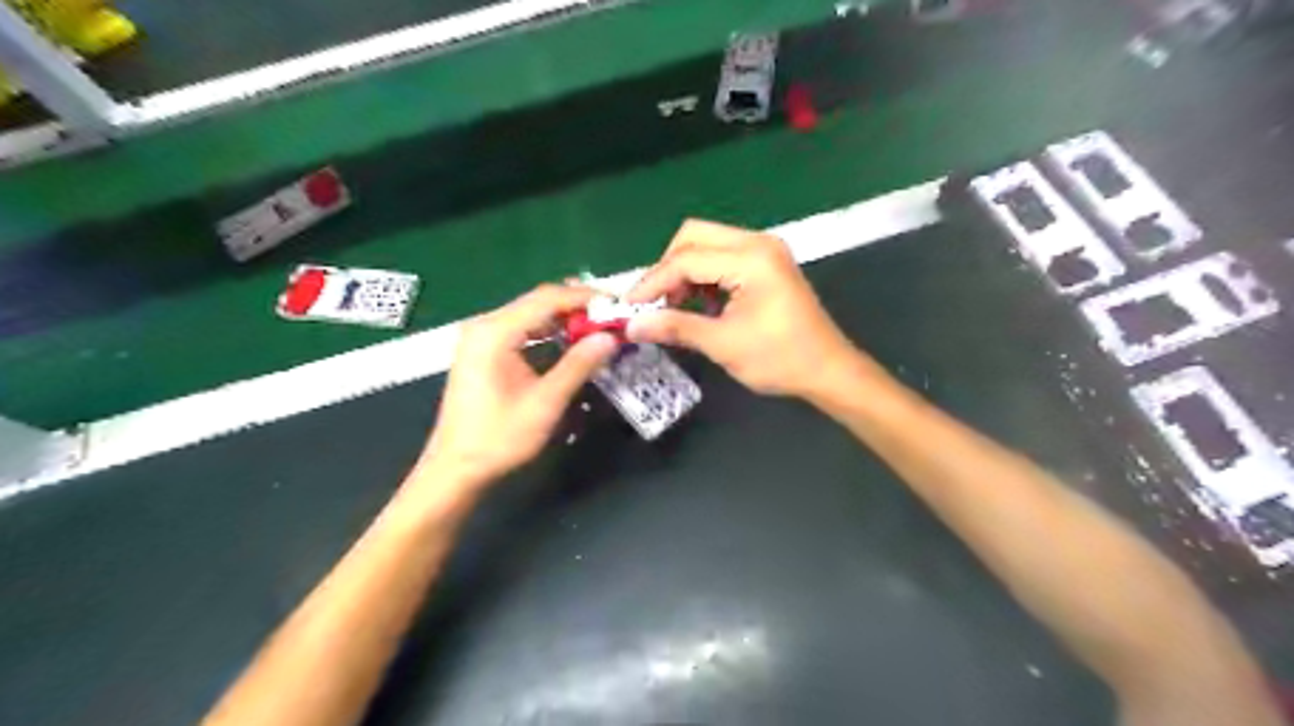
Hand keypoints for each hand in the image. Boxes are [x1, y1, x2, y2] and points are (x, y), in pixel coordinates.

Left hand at [414, 283, 615, 493]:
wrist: (456, 469)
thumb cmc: (499, 438)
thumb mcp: (546, 402)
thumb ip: (578, 365)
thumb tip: (610, 337)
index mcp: (495, 332)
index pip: (547, 299)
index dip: (585, 298)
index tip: (618, 306)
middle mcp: (485, 325)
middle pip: (538, 301)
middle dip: (577, 307)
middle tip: (612, 317)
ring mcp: (481, 338)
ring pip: (530, 315)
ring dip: (564, 319)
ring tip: (598, 328)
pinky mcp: (483, 352)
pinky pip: (521, 330)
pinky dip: (548, 332)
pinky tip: (569, 341)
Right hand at [626, 220, 878, 402]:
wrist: (828, 370)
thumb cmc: (779, 359)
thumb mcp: (723, 344)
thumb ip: (676, 328)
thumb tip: (631, 326)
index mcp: (750, 259)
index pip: (686, 259)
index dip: (653, 283)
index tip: (629, 307)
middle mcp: (757, 243)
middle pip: (694, 236)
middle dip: (667, 268)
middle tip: (654, 304)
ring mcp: (764, 251)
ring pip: (707, 244)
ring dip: (685, 272)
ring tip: (674, 309)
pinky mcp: (766, 263)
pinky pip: (722, 257)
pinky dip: (703, 276)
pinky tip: (699, 305)